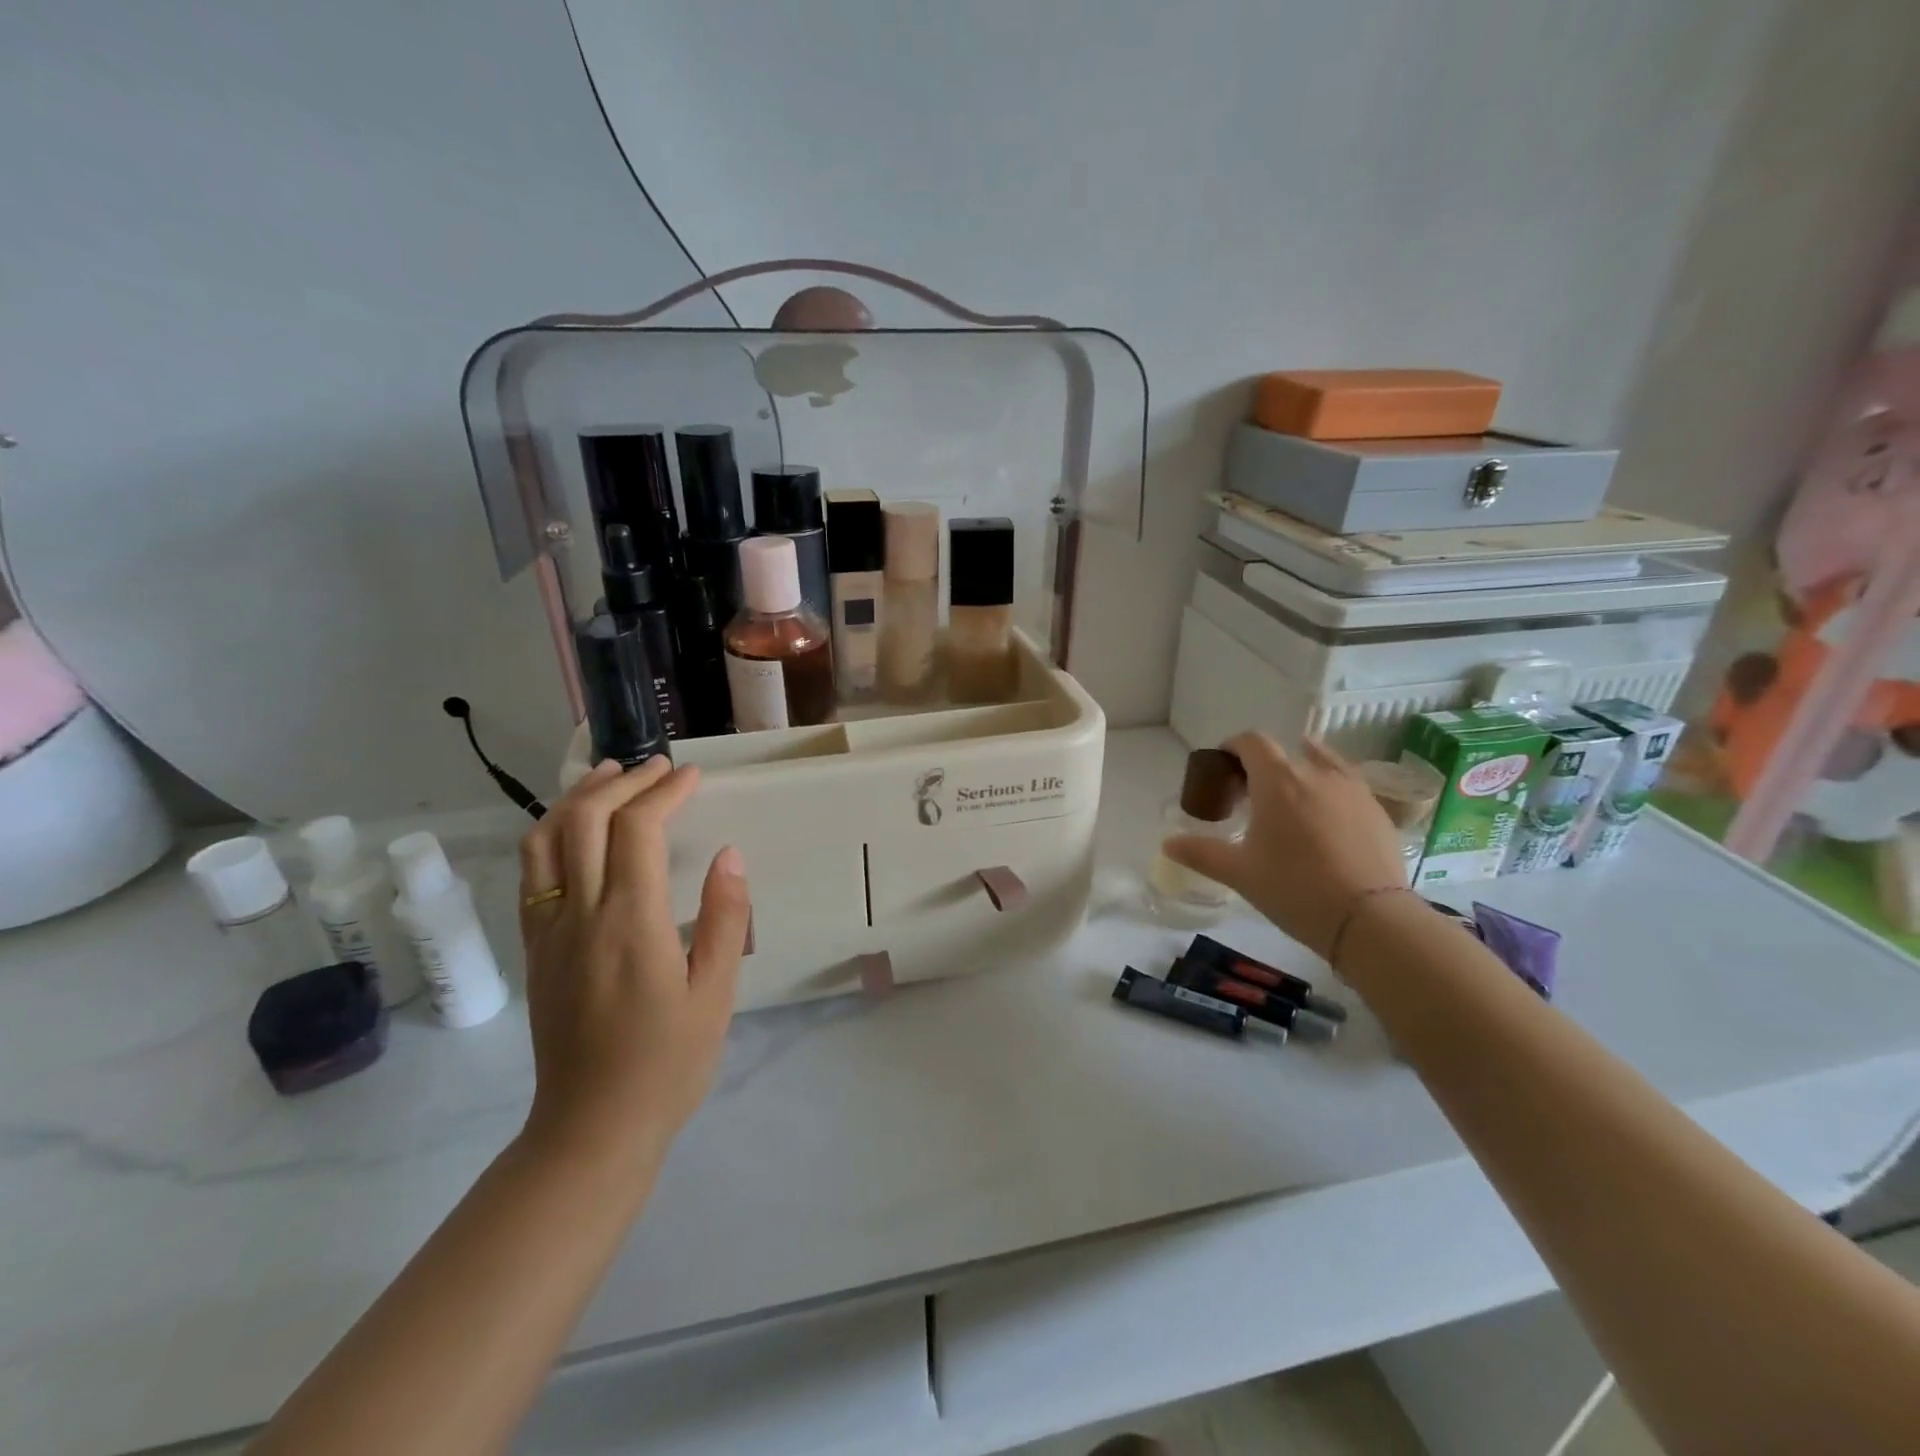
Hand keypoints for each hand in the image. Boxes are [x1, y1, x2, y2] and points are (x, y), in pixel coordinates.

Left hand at [515, 758, 750, 1175]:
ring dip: (577, 798)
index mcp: (630, 923)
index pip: (637, 830)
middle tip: (658, 768)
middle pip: (585, 820)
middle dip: (622, 782)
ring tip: (610, 777)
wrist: (592, 1128)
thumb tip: (730, 855)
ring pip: (545, 840)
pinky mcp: (535, 949)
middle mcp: (580, 915)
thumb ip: (724, 919)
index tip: (692, 776)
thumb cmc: (668, 1063)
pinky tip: (575, 831)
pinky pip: (533, 874)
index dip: (664, 792)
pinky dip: (552, 833)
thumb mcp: (715, 994)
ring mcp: (549, 930)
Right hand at [1163, 733, 1407, 957]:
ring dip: (1302, 772)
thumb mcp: (1240, 873)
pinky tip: (1326, 826)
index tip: (1224, 768)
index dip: (1234, 747)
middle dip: (1264, 767)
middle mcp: (1316, 773)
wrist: (1370, 919)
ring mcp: (1353, 789)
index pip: (1252, 741)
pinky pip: (1348, 786)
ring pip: (1323, 762)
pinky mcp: (1378, 809)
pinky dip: (1330, 792)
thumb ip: (1201, 853)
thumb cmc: (1295, 889)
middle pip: (1286, 751)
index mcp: (1278, 780)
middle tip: (1253, 798)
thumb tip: (1167, 843)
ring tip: (1293, 804)